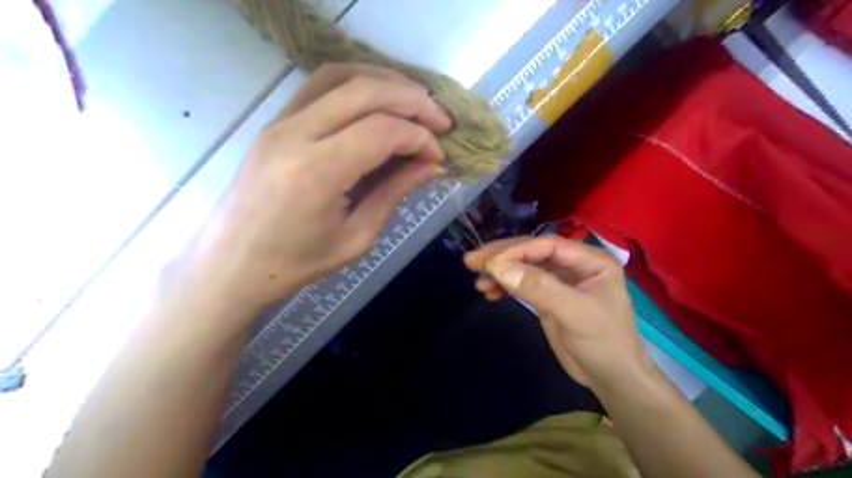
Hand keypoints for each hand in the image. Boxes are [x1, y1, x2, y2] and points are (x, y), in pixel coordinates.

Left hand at [180, 63, 451, 308]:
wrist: (231, 263)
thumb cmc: (296, 263)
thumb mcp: (357, 237)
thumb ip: (394, 193)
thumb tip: (431, 165)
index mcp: (317, 172)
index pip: (382, 131)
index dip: (420, 137)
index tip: (440, 155)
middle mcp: (295, 134)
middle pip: (365, 92)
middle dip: (413, 101)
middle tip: (442, 121)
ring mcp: (280, 122)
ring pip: (341, 76)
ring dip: (386, 82)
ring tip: (416, 102)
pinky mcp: (275, 121)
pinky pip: (320, 85)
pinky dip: (357, 83)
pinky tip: (379, 101)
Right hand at [463, 236, 649, 387]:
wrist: (612, 379)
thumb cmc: (603, 343)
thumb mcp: (574, 313)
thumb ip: (539, 288)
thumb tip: (499, 268)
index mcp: (589, 260)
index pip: (546, 245)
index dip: (516, 251)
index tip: (489, 263)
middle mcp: (574, 265)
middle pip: (532, 252)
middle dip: (502, 257)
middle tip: (472, 261)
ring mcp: (559, 281)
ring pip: (524, 267)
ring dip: (500, 272)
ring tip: (478, 282)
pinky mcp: (547, 297)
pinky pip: (522, 284)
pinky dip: (505, 286)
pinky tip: (490, 292)